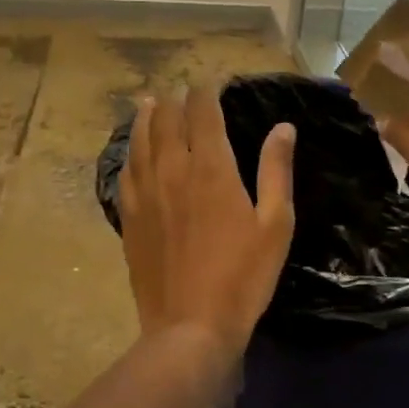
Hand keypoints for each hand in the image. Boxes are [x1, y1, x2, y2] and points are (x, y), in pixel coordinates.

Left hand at [116, 85, 295, 361]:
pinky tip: (133, 151)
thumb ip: (276, 171)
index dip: (205, 92)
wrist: (190, 325)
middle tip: (180, 90)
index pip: (203, 113)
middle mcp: (172, 170)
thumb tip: (282, 128)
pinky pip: (126, 172)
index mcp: (211, 168)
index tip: (210, 82)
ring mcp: (145, 193)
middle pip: (167, 121)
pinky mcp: (129, 217)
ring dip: (146, 118)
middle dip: (174, 100)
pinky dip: (130, 152)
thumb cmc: (243, 276)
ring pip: (140, 141)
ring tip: (149, 103)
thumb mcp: (274, 224)